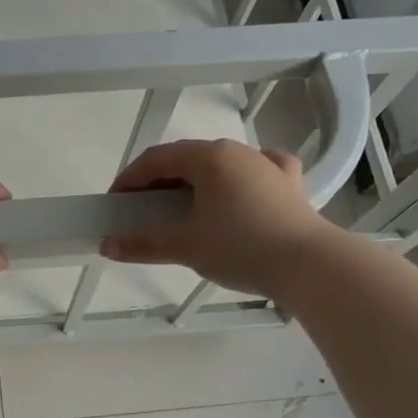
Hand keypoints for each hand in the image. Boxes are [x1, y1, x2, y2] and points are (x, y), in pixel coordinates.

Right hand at [101, 139, 328, 298]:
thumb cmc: (241, 247)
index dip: (130, 179)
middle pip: (186, 158)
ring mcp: (266, 165)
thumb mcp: (186, 246)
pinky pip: (257, 171)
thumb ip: (143, 243)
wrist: (311, 265)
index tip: (115, 202)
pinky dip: (239, 179)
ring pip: (220, 164)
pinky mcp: (289, 184)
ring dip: (194, 181)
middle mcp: (237, 152)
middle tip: (143, 208)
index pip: (156, 159)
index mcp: (208, 157)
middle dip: (159, 181)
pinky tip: (240, 190)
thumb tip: (107, 245)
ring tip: (184, 207)